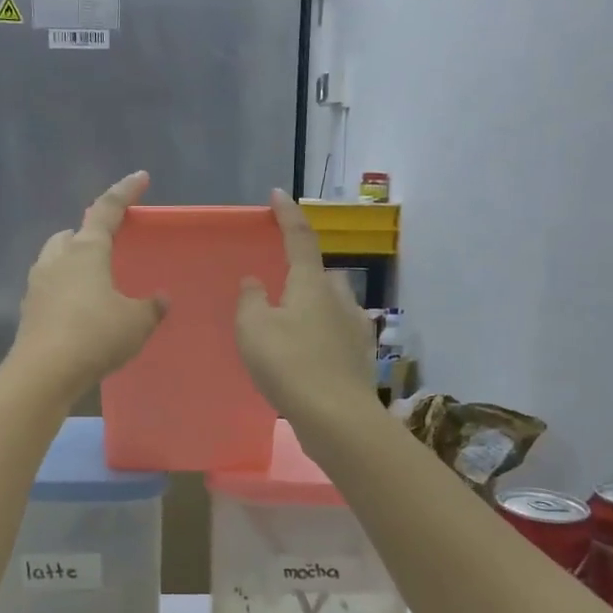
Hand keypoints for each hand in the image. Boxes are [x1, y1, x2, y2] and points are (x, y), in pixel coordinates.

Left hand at [11, 172, 167, 396]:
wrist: (44, 372)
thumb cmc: (95, 336)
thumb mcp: (136, 323)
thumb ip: (151, 308)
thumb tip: (161, 299)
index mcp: (86, 251)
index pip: (107, 210)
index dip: (125, 192)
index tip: (140, 177)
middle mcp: (57, 259)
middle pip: (71, 234)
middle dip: (87, 234)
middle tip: (107, 246)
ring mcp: (37, 285)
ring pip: (54, 260)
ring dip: (71, 263)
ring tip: (93, 282)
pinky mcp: (28, 310)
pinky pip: (48, 289)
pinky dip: (63, 292)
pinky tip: (77, 312)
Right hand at [237, 190, 377, 428]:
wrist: (336, 418)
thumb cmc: (289, 365)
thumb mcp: (254, 329)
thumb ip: (251, 300)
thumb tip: (255, 281)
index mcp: (312, 284)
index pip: (299, 238)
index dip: (287, 215)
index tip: (277, 194)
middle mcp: (339, 299)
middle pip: (320, 274)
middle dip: (302, 272)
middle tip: (278, 286)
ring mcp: (355, 328)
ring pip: (331, 305)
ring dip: (312, 307)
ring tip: (289, 326)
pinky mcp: (360, 357)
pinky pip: (336, 333)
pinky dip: (320, 335)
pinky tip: (307, 355)